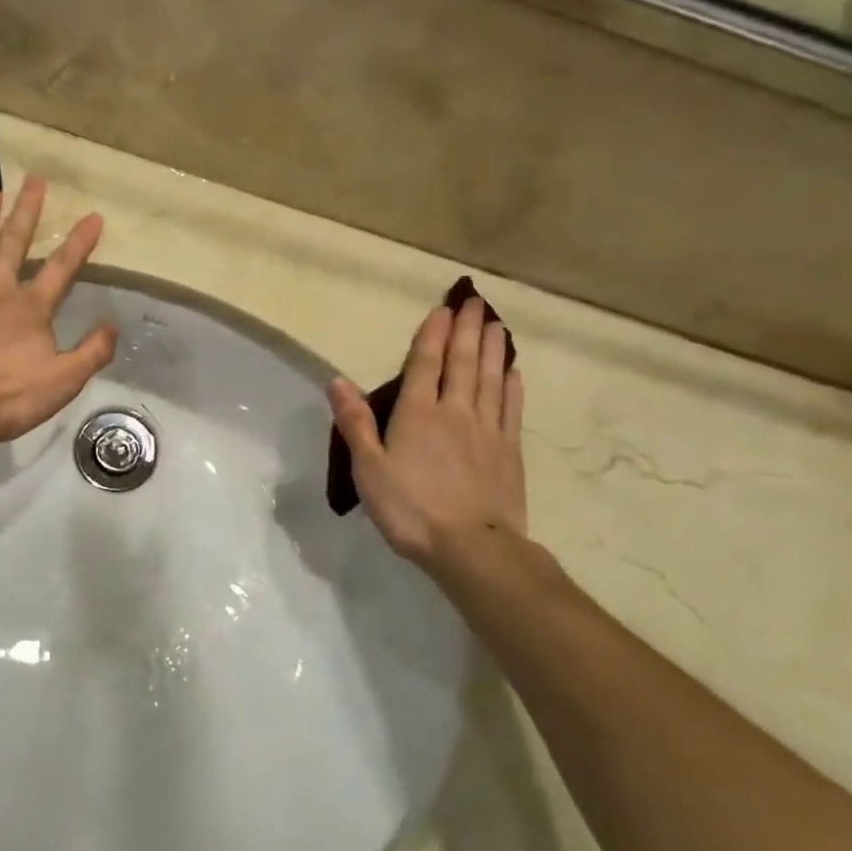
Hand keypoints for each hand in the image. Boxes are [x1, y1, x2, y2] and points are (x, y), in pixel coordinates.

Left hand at [0, 177, 117, 445]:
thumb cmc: (6, 397)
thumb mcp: (63, 382)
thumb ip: (92, 353)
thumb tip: (113, 326)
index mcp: (31, 307)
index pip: (62, 268)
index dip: (79, 243)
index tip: (93, 216)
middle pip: (14, 243)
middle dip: (28, 211)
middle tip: (35, 180)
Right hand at [327, 297, 527, 574]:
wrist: (472, 547)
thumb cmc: (410, 509)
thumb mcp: (368, 469)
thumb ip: (355, 423)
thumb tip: (338, 381)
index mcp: (417, 414)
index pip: (425, 364)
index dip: (433, 334)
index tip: (444, 309)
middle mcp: (455, 412)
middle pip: (463, 363)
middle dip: (468, 330)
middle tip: (476, 302)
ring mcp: (487, 430)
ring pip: (490, 379)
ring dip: (492, 349)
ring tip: (497, 324)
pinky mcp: (509, 451)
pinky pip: (511, 408)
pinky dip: (511, 385)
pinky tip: (513, 371)